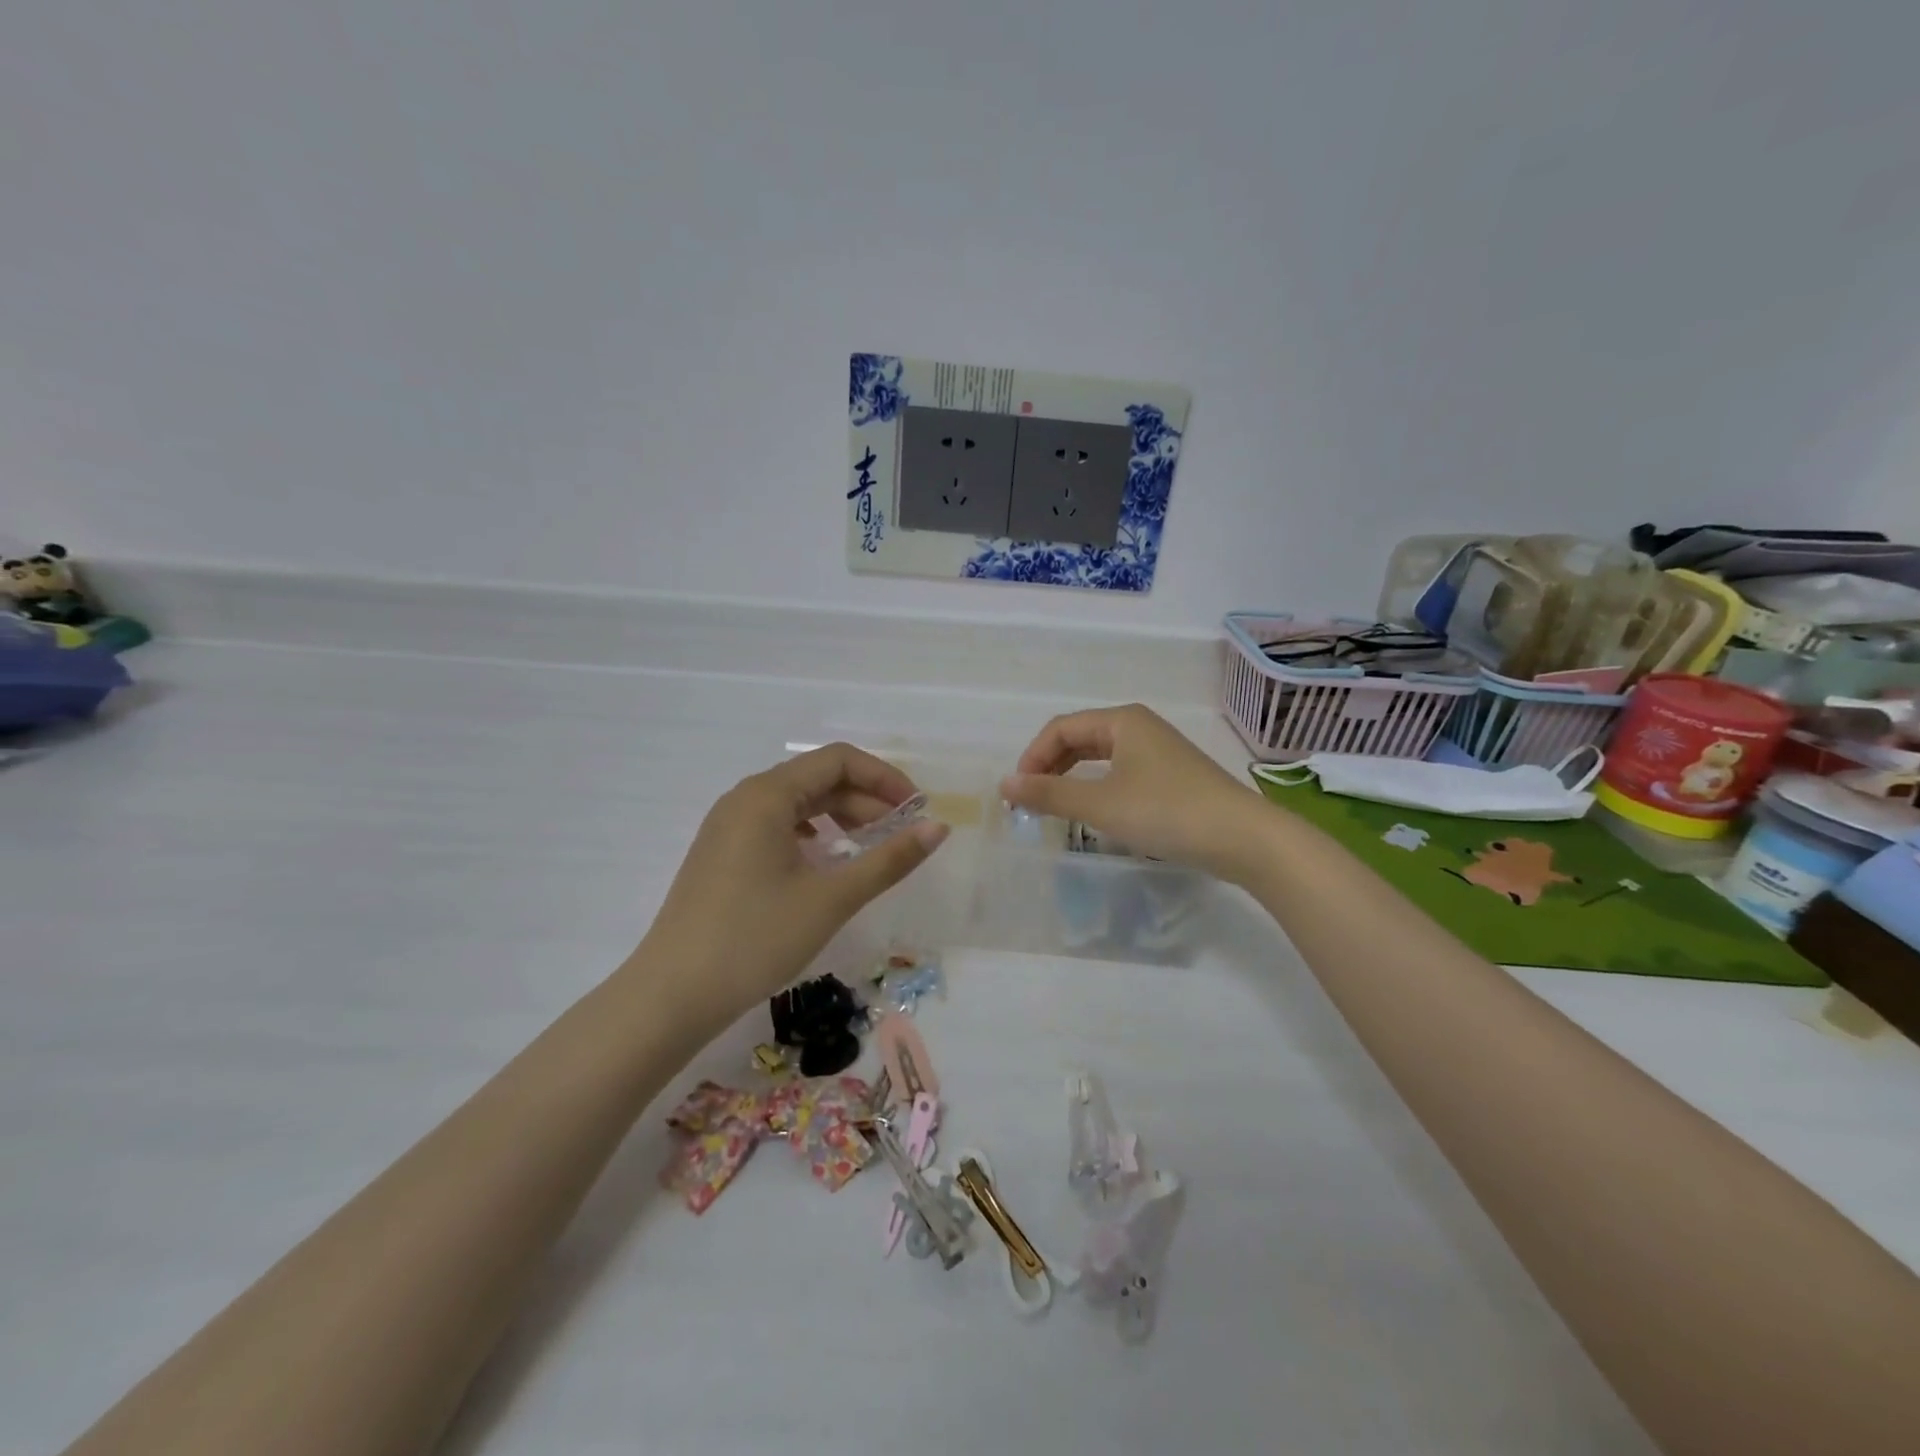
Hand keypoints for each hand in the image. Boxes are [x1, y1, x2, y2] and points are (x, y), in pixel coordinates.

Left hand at [633, 744, 947, 1023]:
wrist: (672, 995)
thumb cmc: (756, 939)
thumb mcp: (832, 898)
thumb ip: (889, 859)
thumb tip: (938, 829)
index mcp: (767, 795)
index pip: (838, 760)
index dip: (884, 778)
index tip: (917, 811)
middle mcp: (745, 799)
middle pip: (818, 778)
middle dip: (866, 800)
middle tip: (902, 836)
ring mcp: (728, 826)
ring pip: (797, 804)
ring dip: (841, 817)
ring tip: (871, 848)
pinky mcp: (722, 854)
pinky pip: (777, 826)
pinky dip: (812, 835)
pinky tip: (826, 863)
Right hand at [1001, 704, 1264, 883]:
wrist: (1243, 838)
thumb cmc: (1166, 812)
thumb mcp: (1101, 804)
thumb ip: (1050, 793)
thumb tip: (1005, 784)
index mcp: (1122, 721)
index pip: (1061, 729)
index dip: (1032, 757)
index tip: (1017, 793)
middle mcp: (1140, 727)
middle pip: (1080, 738)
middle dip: (1050, 766)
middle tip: (1030, 799)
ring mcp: (1159, 751)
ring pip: (1101, 756)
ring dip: (1072, 777)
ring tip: (1055, 805)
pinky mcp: (1172, 777)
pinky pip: (1121, 772)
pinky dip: (1098, 786)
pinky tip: (1095, 810)